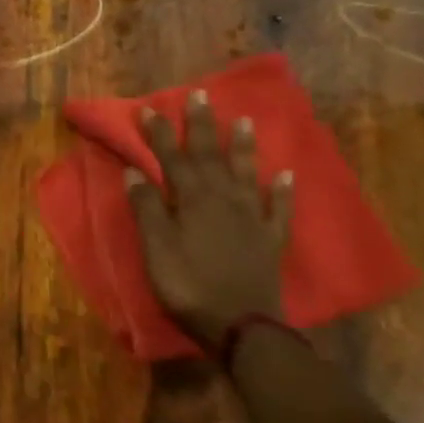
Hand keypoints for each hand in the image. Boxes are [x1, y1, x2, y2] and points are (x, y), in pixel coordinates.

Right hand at [124, 89, 293, 349]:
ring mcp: (251, 219)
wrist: (243, 326)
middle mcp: (223, 200)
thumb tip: (135, 173)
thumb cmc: (188, 286)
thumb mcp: (156, 249)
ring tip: (244, 121)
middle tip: (201, 96)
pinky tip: (288, 174)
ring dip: (243, 147)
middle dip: (201, 127)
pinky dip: (284, 190)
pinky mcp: (270, 240)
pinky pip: (279, 208)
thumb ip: (148, 210)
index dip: (160, 134)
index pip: (172, 159)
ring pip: (247, 174)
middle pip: (210, 157)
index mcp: (191, 201)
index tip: (150, 109)